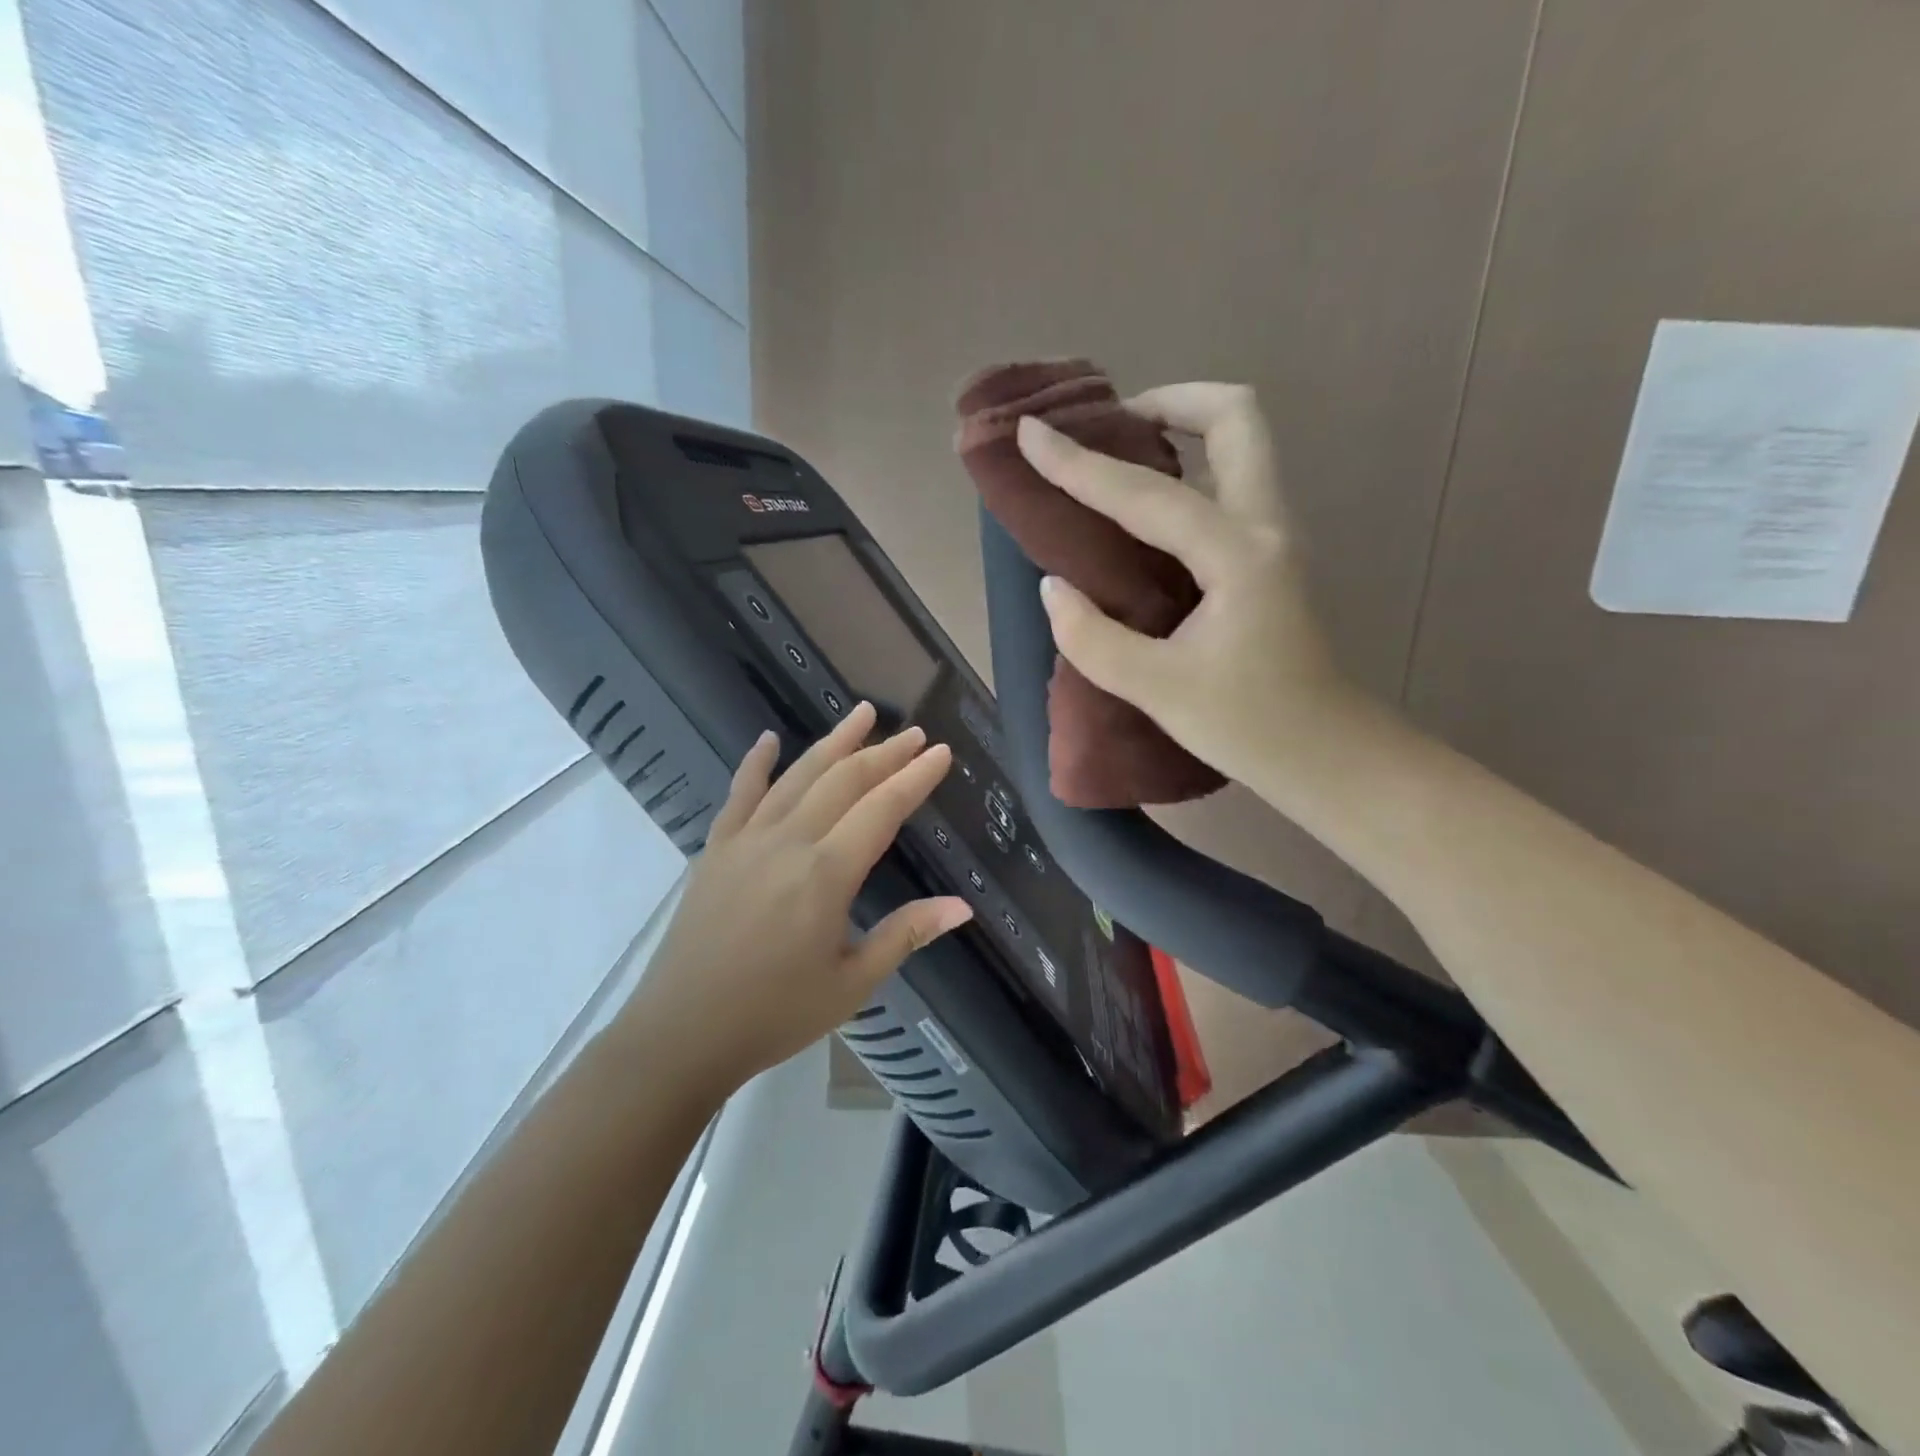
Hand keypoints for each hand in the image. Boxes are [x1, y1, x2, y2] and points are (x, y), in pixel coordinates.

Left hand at [631, 702, 971, 1092]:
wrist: (682, 1033)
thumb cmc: (775, 1015)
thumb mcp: (852, 983)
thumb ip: (906, 935)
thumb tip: (961, 907)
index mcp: (826, 874)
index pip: (882, 809)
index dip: (915, 777)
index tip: (941, 751)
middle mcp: (788, 842)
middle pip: (844, 781)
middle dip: (884, 753)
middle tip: (914, 734)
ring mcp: (747, 840)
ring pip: (798, 776)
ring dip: (833, 742)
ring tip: (861, 713)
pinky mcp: (716, 849)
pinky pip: (740, 794)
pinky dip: (756, 763)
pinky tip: (768, 739)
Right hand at [1016, 383, 1359, 801]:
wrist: (1325, 753)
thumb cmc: (1248, 726)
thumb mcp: (1157, 689)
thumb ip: (1092, 637)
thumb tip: (1053, 588)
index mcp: (1237, 555)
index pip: (1146, 494)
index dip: (1080, 463)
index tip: (1031, 431)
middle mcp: (1265, 526)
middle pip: (1235, 417)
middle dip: (1169, 402)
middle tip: (1112, 426)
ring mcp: (1276, 536)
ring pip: (1241, 443)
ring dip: (1183, 429)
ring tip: (1121, 456)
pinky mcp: (1271, 556)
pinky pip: (1231, 482)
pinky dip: (1190, 469)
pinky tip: (1145, 510)